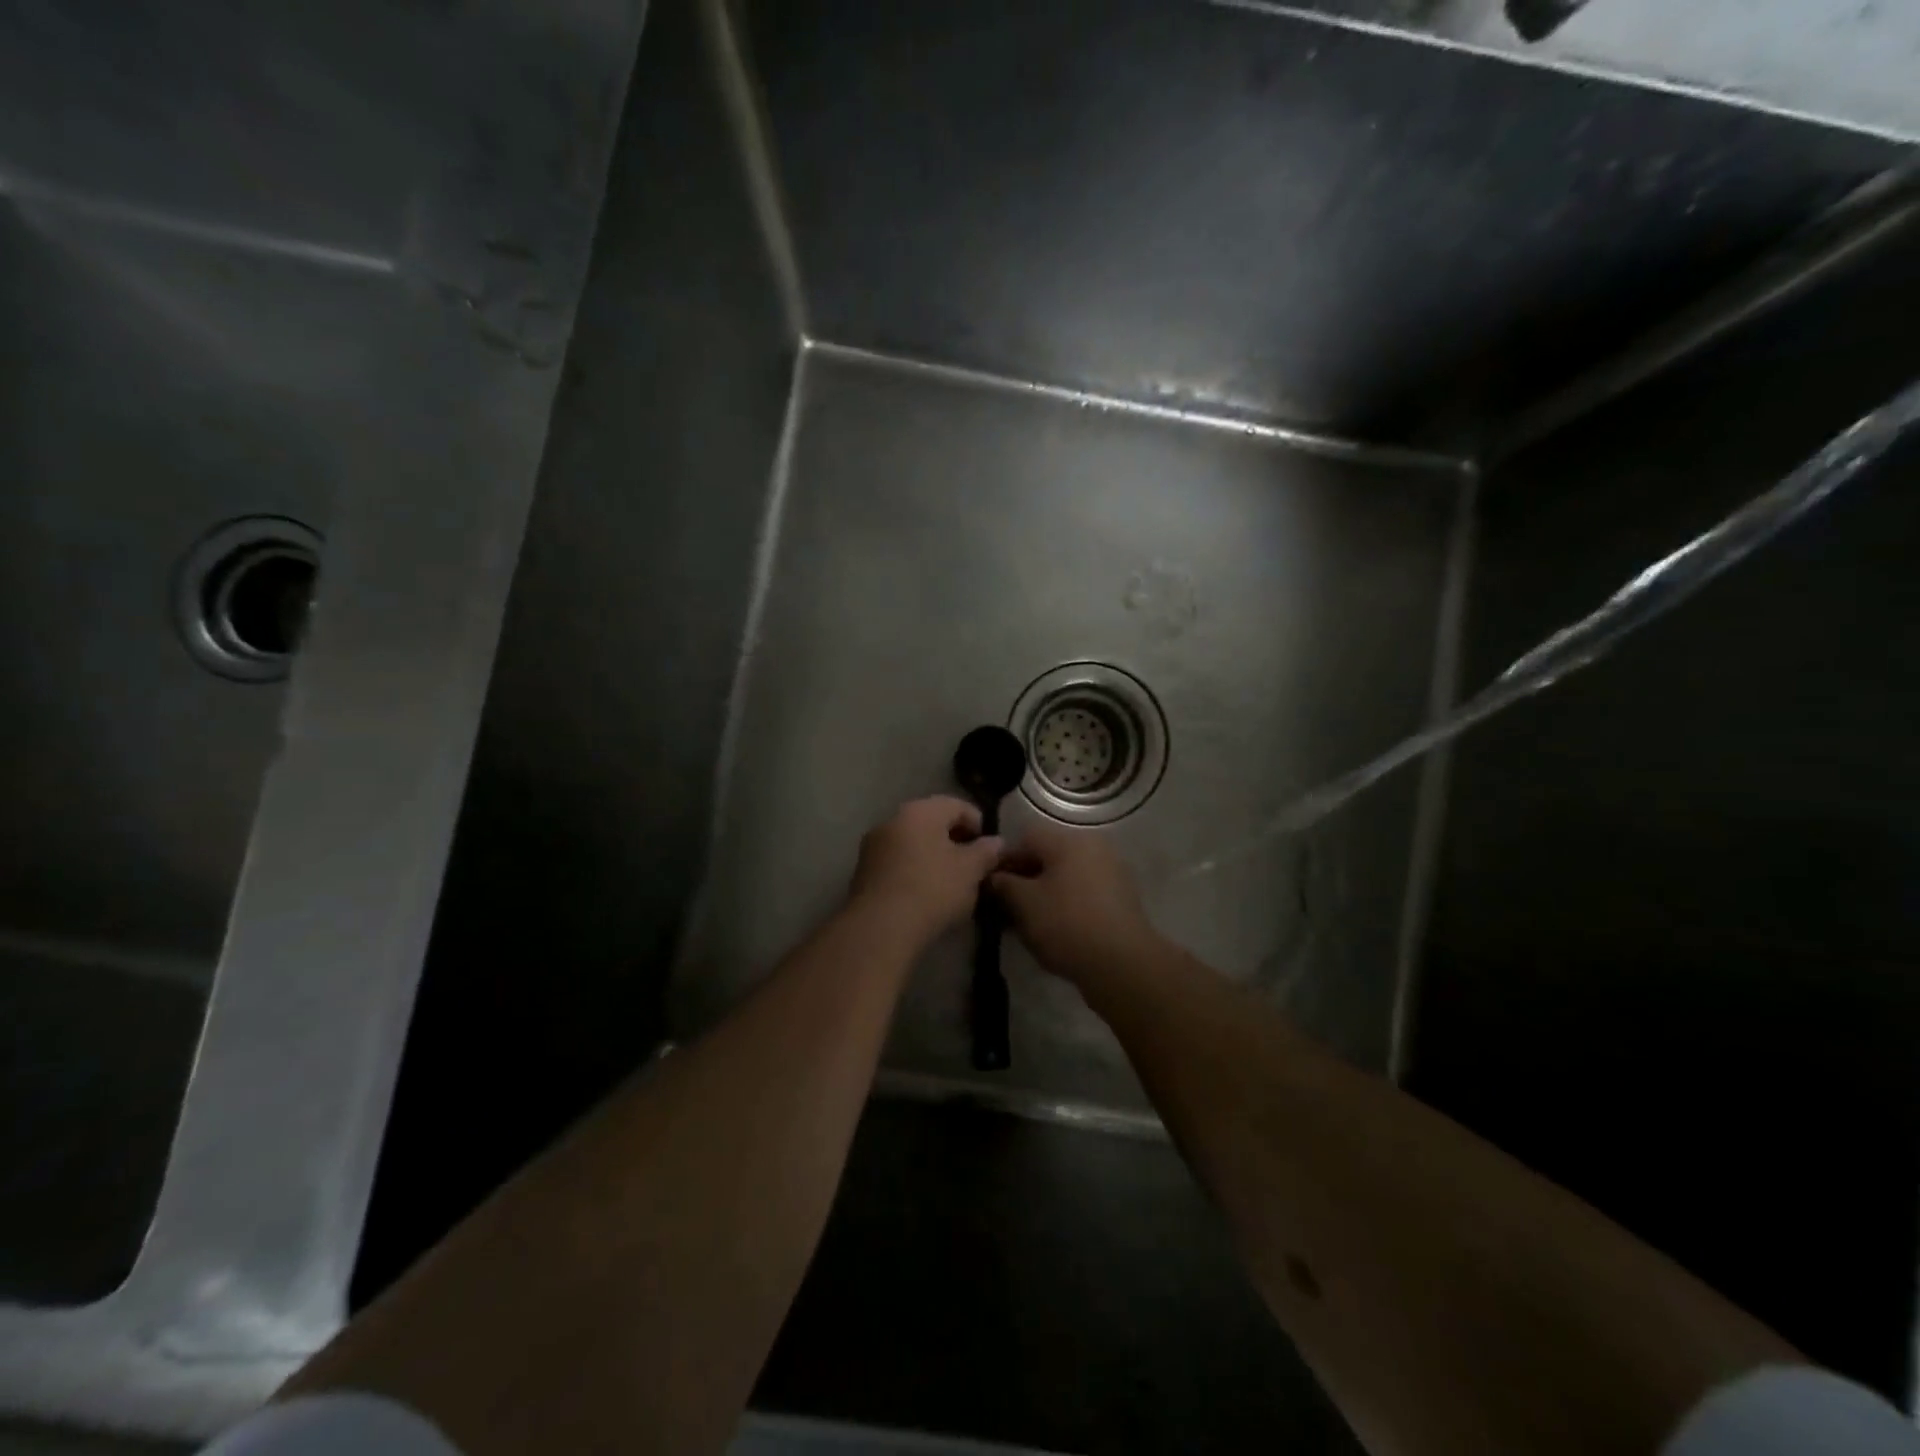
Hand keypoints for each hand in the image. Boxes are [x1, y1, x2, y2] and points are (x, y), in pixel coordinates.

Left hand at [848, 797, 1003, 945]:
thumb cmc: (932, 889)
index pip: (957, 805)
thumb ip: (986, 852)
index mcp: (920, 811)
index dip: (978, 824)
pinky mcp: (863, 872)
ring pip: (913, 843)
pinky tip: (926, 895)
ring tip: (952, 884)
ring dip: (934, 857)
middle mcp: (893, 819)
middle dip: (955, 841)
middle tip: (973, 867)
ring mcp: (874, 845)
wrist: (881, 927)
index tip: (990, 849)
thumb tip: (996, 842)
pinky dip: (915, 871)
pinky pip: (898, 863)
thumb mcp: (970, 871)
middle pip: (932, 823)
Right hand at [990, 825, 1160, 986]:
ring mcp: (1111, 871)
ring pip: (1065, 875)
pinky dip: (1066, 904)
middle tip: (1006, 907)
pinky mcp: (1121, 897)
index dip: (1003, 860)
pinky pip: (1083, 892)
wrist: (1123, 964)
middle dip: (1024, 878)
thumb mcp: (1024, 904)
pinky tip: (1054, 929)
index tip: (991, 887)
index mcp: (1069, 840)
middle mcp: (1093, 846)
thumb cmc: (1067, 925)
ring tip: (1028, 923)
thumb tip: (994, 877)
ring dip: (1044, 893)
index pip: (1025, 837)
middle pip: (1047, 855)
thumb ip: (1003, 885)